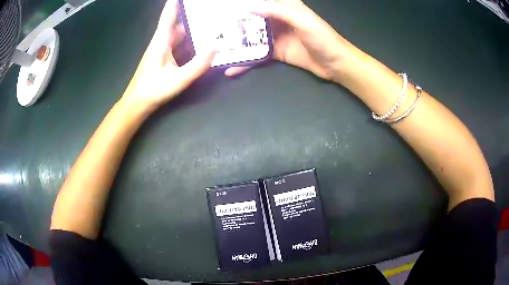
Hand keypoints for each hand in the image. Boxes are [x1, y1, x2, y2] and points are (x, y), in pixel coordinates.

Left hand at [123, 0, 215, 109]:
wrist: (137, 103)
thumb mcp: (179, 79)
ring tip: (209, 21)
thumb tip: (216, 47)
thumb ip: (198, 65)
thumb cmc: (154, 90)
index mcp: (162, 40)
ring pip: (179, 31)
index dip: (175, 2)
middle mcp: (162, 40)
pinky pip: (179, 41)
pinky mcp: (164, 55)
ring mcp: (162, 48)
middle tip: (208, 9)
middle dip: (191, 12)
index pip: (169, 14)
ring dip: (192, 25)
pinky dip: (190, 38)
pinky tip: (201, 39)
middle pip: (177, 20)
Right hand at [225, 0, 353, 80]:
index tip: (225, 6)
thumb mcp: (302, 20)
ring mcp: (275, 36)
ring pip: (252, 36)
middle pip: (252, 17)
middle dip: (234, 22)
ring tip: (216, 47)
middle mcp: (278, 19)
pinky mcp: (276, 52)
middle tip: (214, 27)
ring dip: (236, 42)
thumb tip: (249, 7)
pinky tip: (232, 68)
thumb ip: (277, 11)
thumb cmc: (323, 38)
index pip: (262, 1)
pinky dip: (246, 62)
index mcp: (285, 7)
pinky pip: (257, 55)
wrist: (335, 64)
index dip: (245, 3)